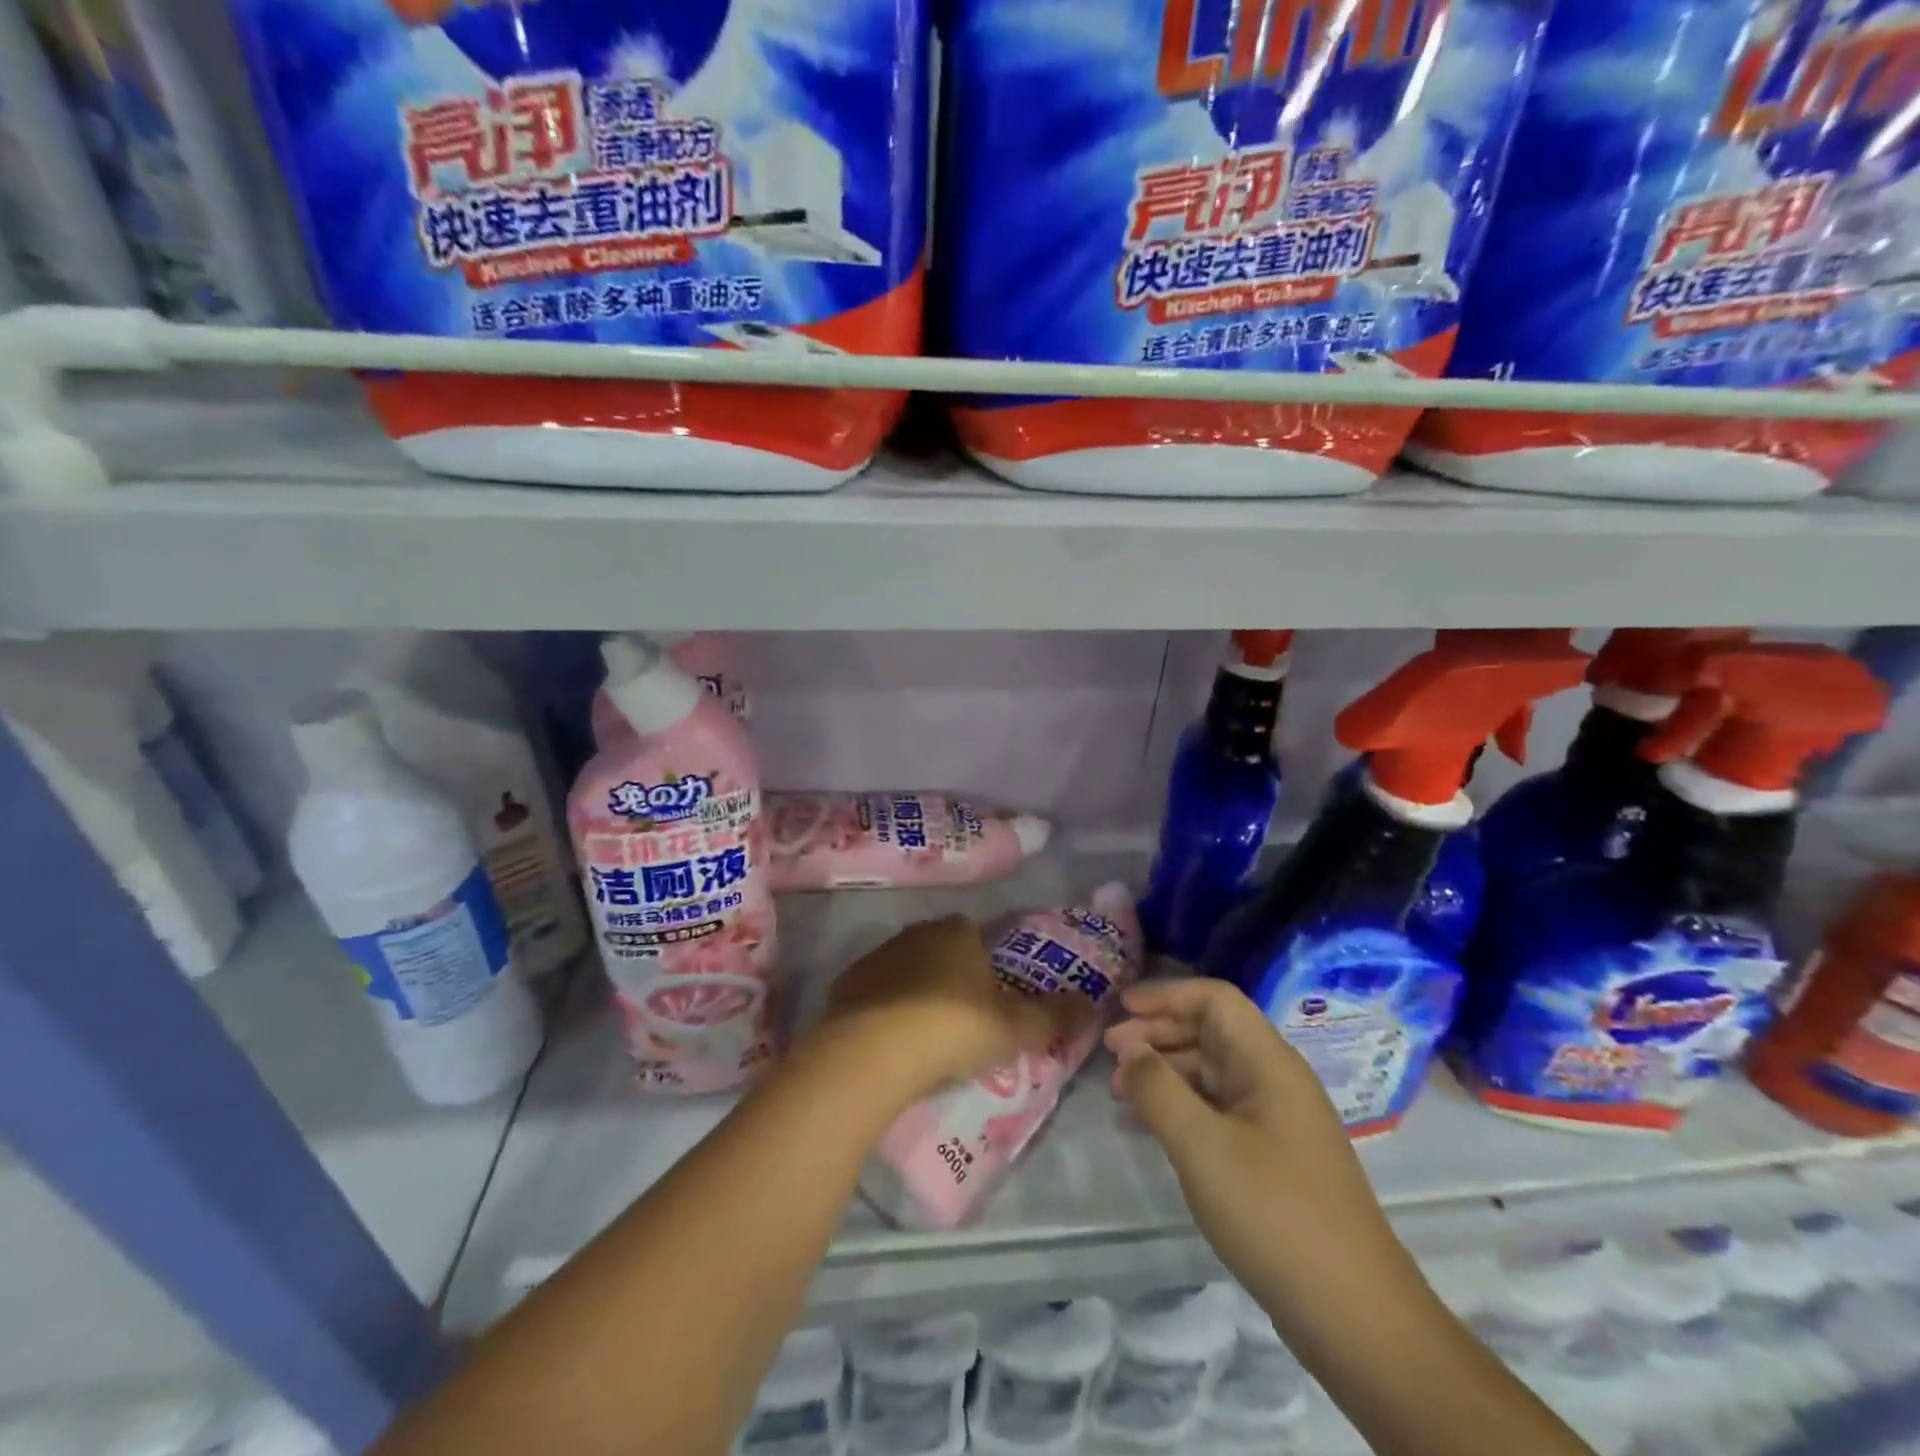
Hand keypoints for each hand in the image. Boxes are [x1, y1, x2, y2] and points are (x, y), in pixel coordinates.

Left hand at [815, 916, 1090, 1103]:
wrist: (872, 1052)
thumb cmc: (952, 1028)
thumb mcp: (1015, 1029)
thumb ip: (1055, 1016)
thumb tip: (1092, 1004)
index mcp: (957, 932)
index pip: (977, 933)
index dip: (987, 962)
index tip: (993, 996)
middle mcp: (916, 933)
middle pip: (940, 949)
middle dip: (952, 976)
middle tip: (964, 1020)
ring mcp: (877, 956)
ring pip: (905, 969)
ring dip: (916, 992)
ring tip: (927, 1036)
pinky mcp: (845, 984)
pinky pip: (874, 993)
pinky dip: (884, 1011)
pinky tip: (890, 1043)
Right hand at [1105, 978, 1413, 1318]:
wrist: (1356, 1316)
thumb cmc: (1275, 1214)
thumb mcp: (1203, 1147)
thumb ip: (1158, 1089)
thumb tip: (1129, 1048)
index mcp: (1269, 1062)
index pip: (1215, 1000)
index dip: (1166, 996)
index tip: (1121, 1009)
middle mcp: (1275, 1080)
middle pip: (1211, 1032)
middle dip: (1157, 1034)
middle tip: (1110, 1052)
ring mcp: (1277, 1120)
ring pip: (1211, 1073)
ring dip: (1164, 1073)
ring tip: (1119, 1093)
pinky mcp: (1273, 1157)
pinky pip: (1218, 1111)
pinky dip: (1181, 1108)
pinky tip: (1147, 1127)